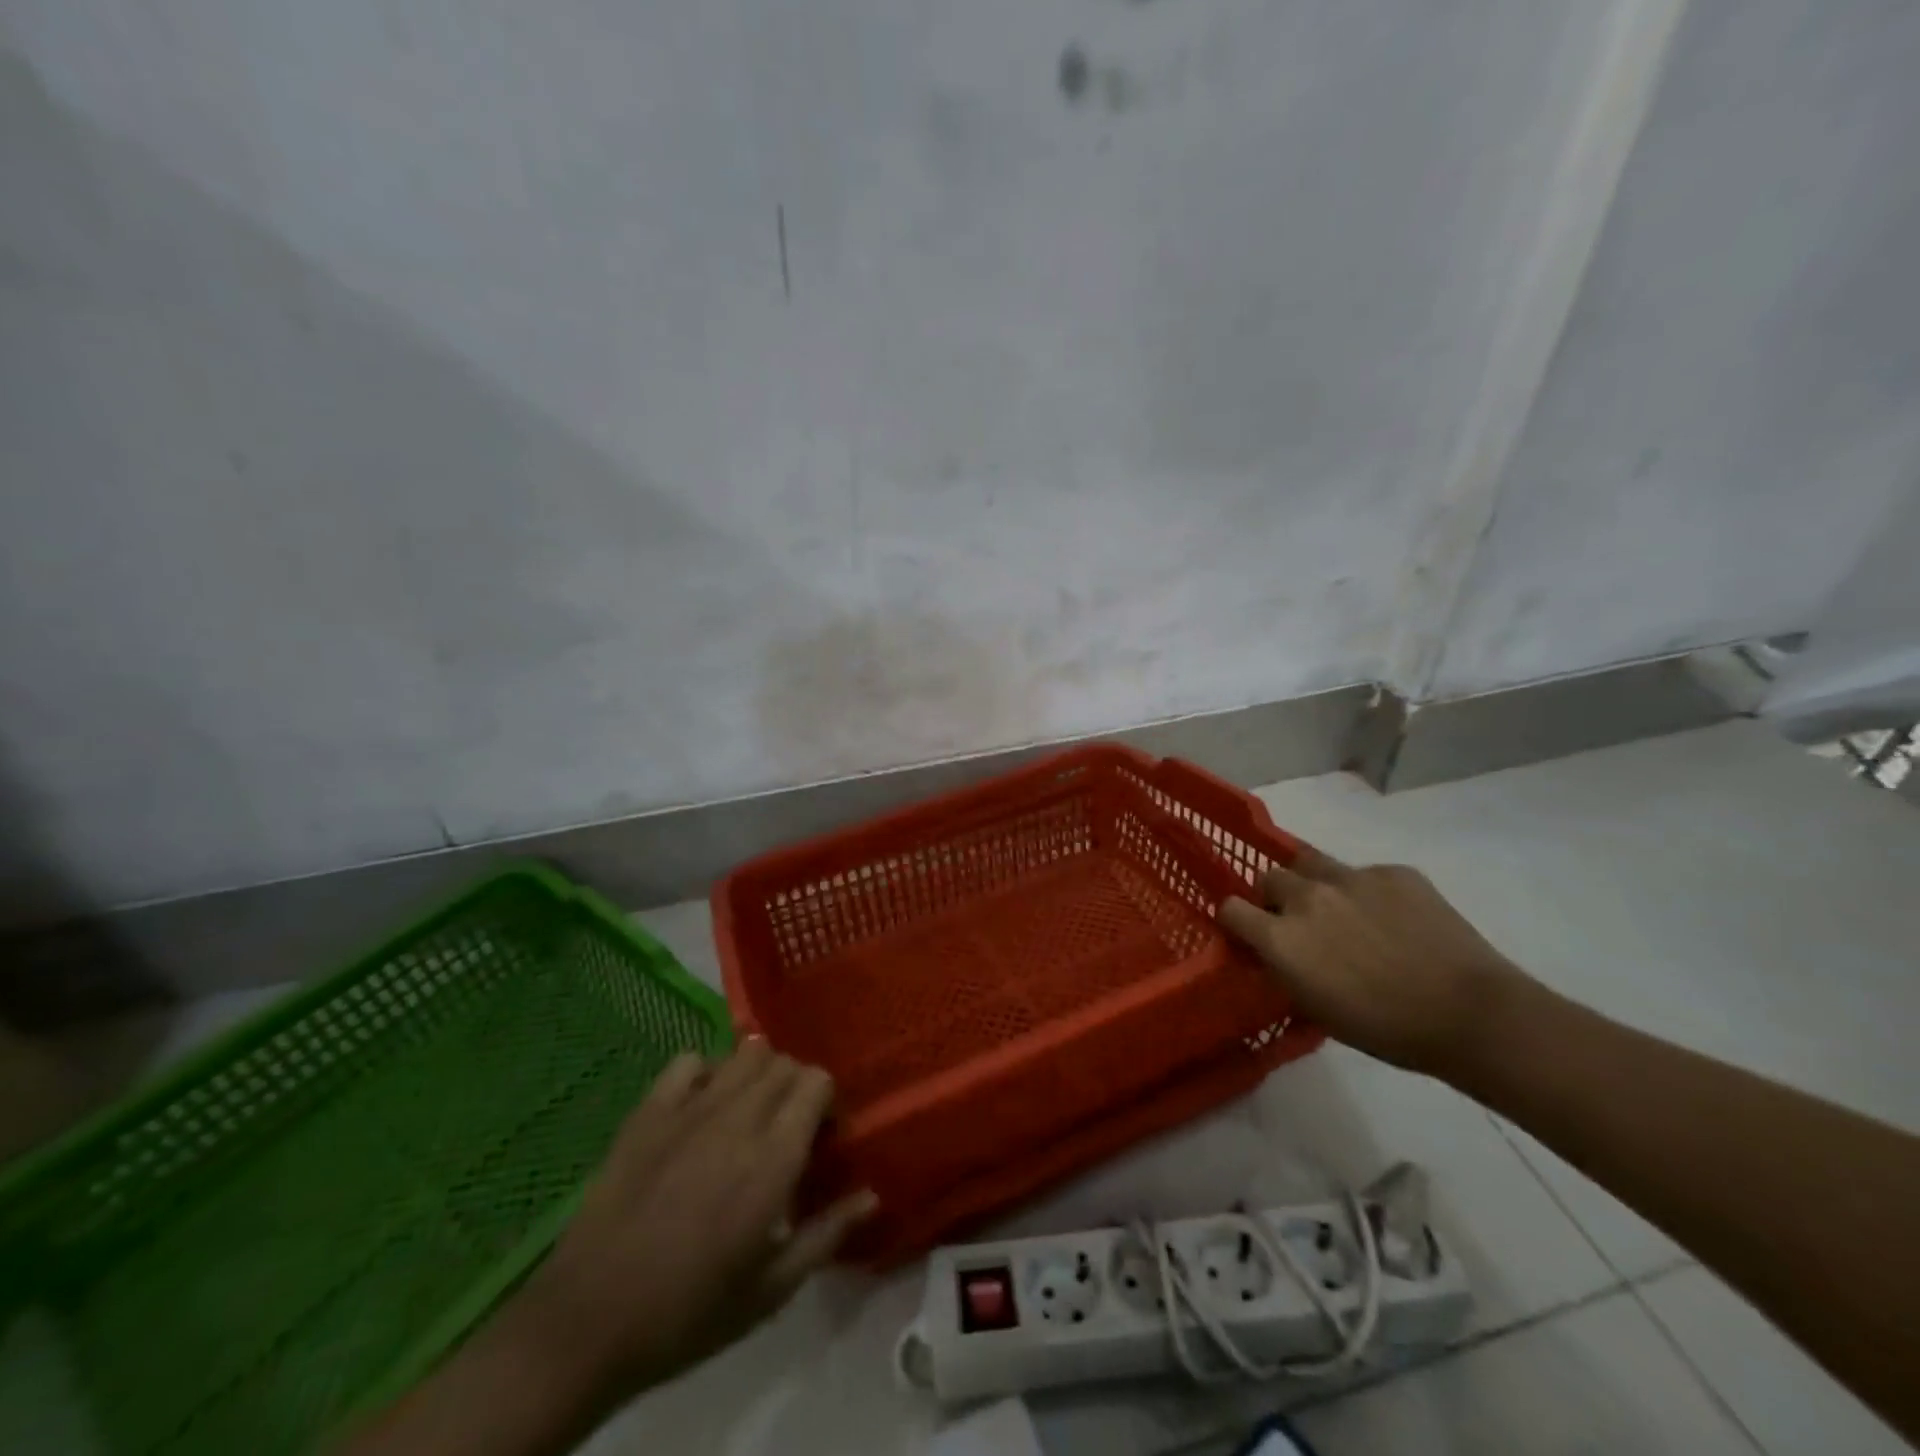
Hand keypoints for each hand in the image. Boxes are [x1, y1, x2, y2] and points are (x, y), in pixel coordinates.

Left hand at [526, 1040, 875, 1400]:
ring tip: (749, 1111)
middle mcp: (738, 1117)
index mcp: (773, 1158)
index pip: (817, 1082)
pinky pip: (688, 1060)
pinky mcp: (649, 1110)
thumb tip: (872, 1194)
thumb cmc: (690, 1312)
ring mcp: (690, 1107)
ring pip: (745, 1052)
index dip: (826, 1102)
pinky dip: (705, 1072)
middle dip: (796, 1086)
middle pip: (784, 1063)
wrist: (589, 1321)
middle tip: (787, 1127)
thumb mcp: (771, 1290)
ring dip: (758, 1073)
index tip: (821, 1136)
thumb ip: (828, 1233)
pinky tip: (701, 1106)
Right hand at [1218, 846, 1528, 1077]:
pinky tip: (1395, 920)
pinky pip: (1366, 873)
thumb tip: (1275, 953)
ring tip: (1339, 909)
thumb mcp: (1316, 1008)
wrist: (1470, 1014)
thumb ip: (1285, 969)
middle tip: (1299, 922)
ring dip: (1314, 883)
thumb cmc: (1386, 1028)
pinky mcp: (1394, 871)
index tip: (1249, 933)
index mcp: (1281, 937)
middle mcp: (1307, 897)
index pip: (1230, 908)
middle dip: (1275, 897)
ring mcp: (1352, 878)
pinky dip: (1368, 892)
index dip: (1236, 920)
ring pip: (1312, 863)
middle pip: (1269, 877)